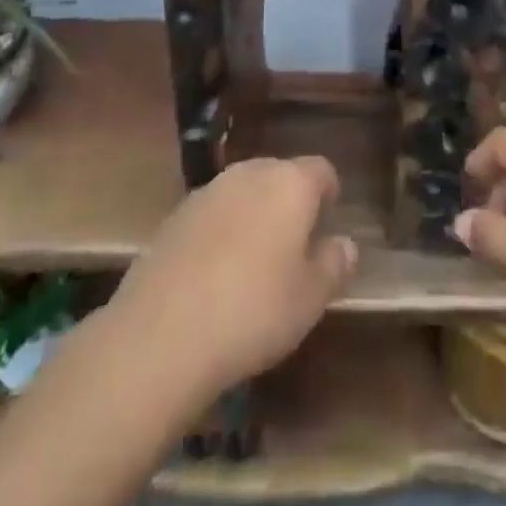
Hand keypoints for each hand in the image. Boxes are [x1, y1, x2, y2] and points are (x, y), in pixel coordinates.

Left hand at [104, 156, 357, 402]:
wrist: (160, 335)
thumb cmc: (253, 311)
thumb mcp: (310, 299)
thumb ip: (334, 264)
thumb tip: (345, 244)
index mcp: (290, 183)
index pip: (321, 170)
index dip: (329, 192)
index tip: (329, 220)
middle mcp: (249, 174)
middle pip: (279, 174)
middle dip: (290, 200)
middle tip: (295, 244)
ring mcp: (208, 192)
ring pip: (243, 192)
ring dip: (253, 214)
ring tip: (255, 260)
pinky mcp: (174, 216)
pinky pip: (212, 214)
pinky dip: (221, 231)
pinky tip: (215, 274)